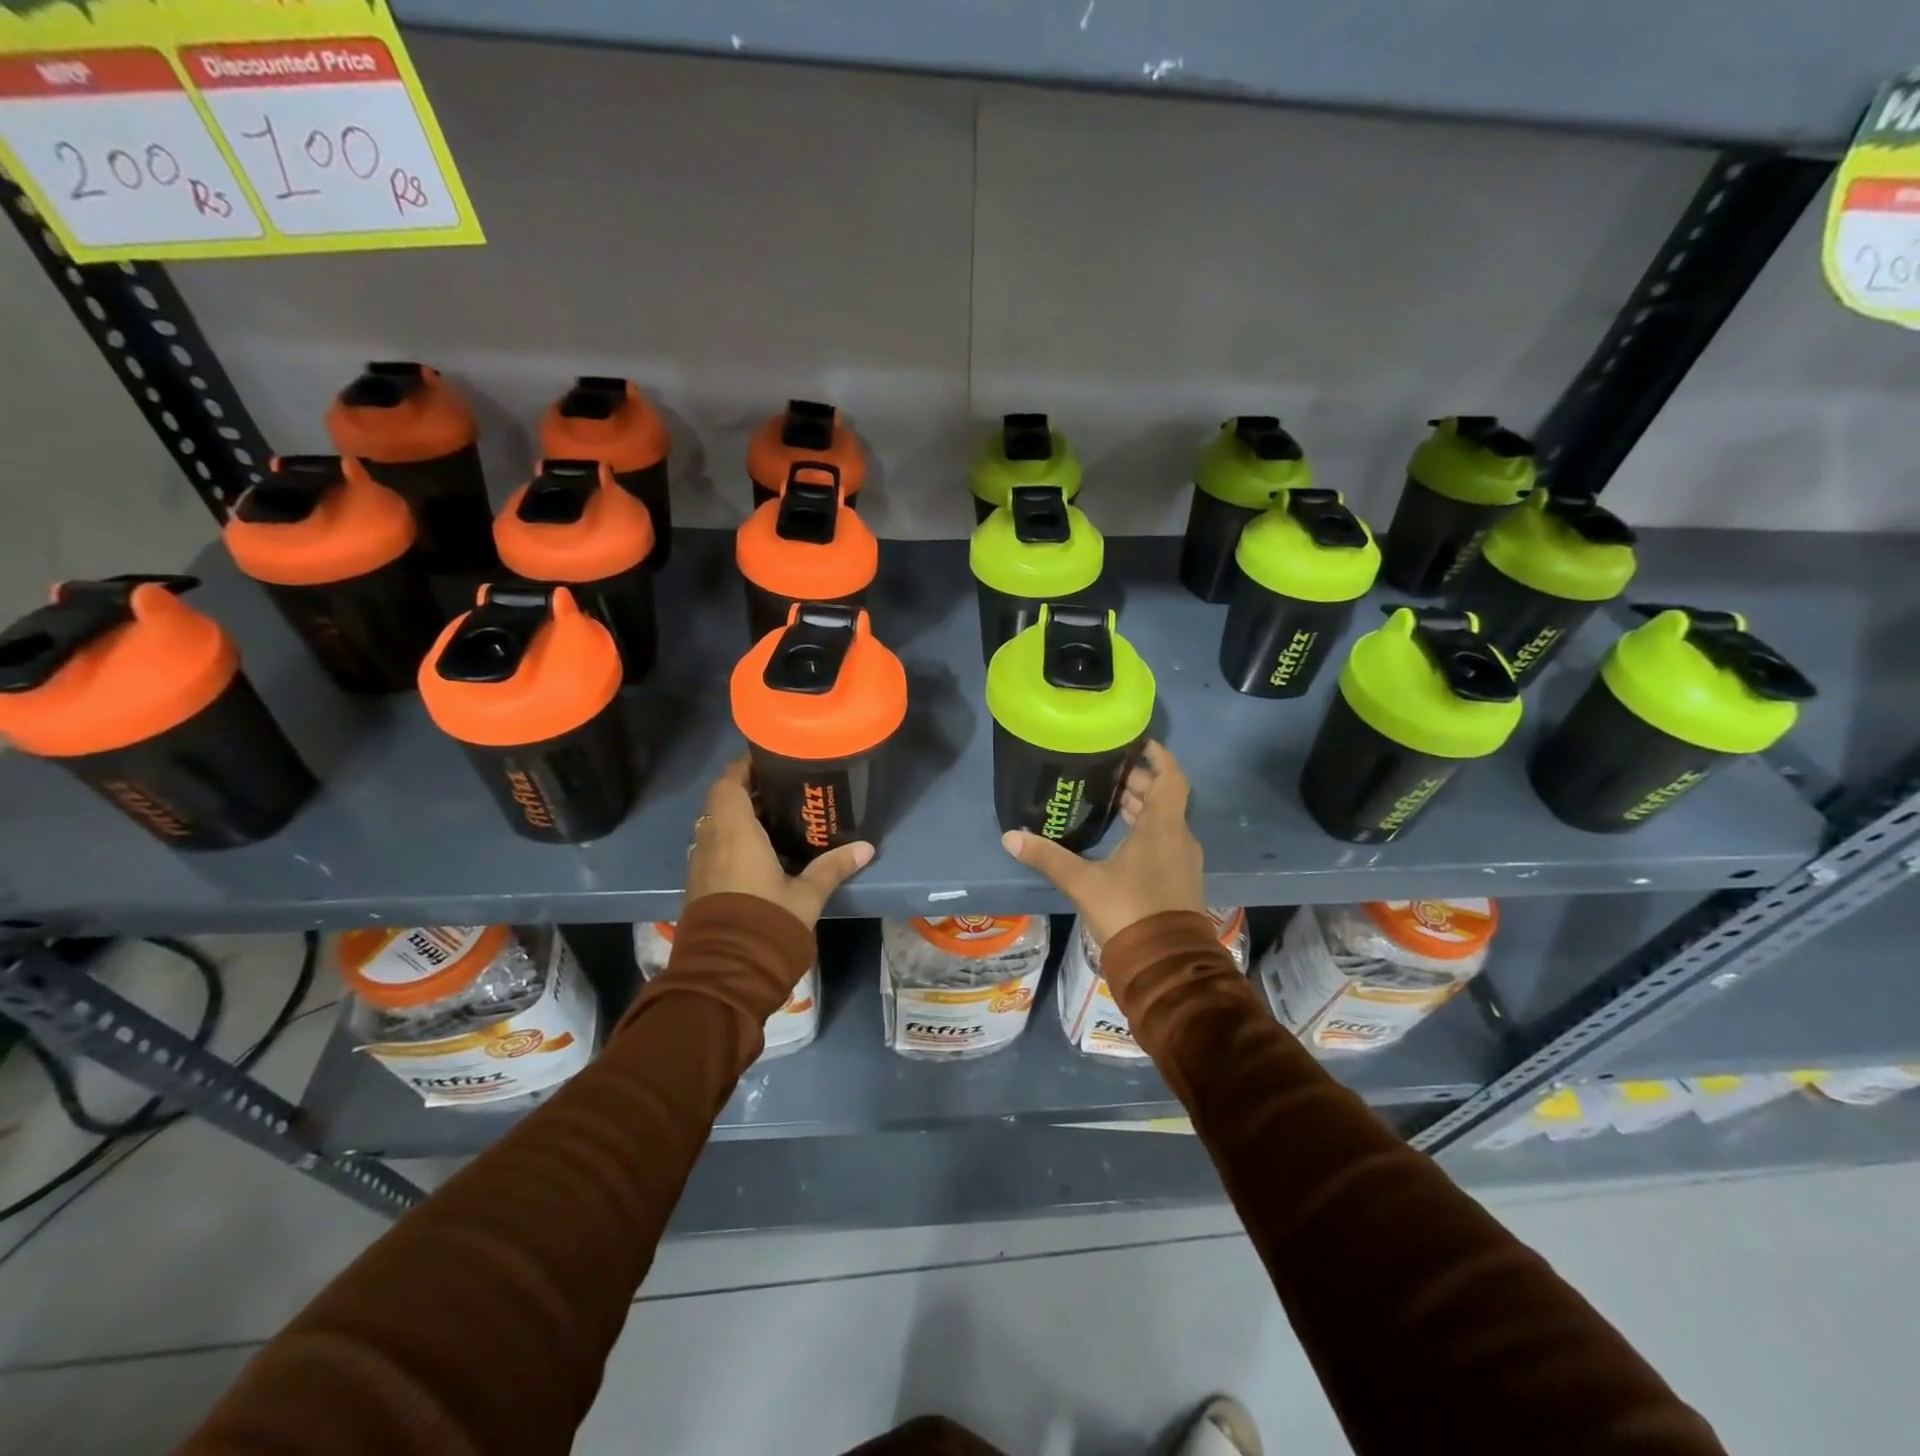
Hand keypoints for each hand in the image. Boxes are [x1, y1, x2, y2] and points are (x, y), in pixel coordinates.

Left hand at [685, 757, 873, 927]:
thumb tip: (866, 847)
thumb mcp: (807, 895)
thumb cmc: (767, 922)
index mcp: (735, 833)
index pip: (728, 784)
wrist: (726, 974)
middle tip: (778, 791)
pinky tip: (757, 854)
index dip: (742, 769)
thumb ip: (832, 867)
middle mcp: (711, 843)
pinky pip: (713, 850)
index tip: (765, 762)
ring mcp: (701, 866)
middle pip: (720, 804)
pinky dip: (730, 842)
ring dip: (735, 819)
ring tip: (771, 819)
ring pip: (714, 828)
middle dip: (745, 793)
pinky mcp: (699, 887)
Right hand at [1000, 740, 1203, 943]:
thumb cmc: (1129, 911)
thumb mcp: (1083, 882)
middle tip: (1107, 772)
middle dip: (1138, 782)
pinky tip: (1118, 838)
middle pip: (1163, 798)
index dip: (1158, 756)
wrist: (1165, 964)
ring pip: (1164, 821)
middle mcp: (1179, 837)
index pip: (1170, 777)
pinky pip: (1164, 840)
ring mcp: (1182, 861)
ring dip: (1141, 808)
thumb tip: (1010, 836)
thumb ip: (1047, 857)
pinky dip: (1145, 829)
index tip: (1138, 742)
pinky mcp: (1179, 880)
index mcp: (1163, 827)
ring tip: (1109, 799)